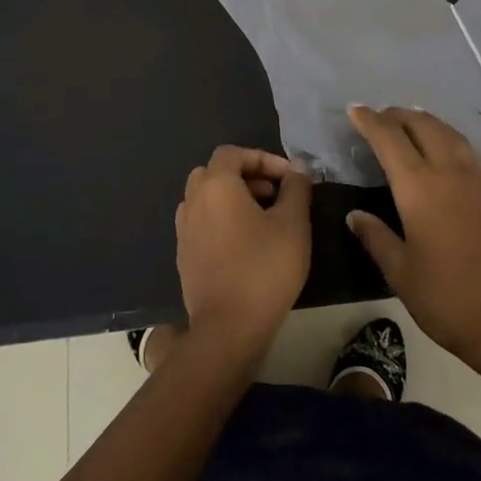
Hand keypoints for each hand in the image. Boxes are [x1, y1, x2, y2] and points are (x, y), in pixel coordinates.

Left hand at [176, 146, 311, 355]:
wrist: (228, 327)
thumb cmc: (265, 268)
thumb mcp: (293, 224)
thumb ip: (296, 188)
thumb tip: (298, 167)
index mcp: (216, 186)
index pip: (232, 153)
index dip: (262, 158)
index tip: (288, 178)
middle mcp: (193, 200)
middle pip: (215, 172)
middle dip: (246, 176)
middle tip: (275, 195)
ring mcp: (183, 229)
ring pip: (206, 198)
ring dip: (232, 198)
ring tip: (262, 219)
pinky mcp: (183, 255)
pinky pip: (201, 222)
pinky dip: (220, 220)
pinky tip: (244, 243)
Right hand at [346, 106, 480, 371]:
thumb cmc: (450, 300)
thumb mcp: (401, 274)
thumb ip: (377, 238)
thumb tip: (355, 215)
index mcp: (419, 188)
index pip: (390, 140)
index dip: (370, 121)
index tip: (354, 109)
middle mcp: (449, 174)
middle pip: (423, 126)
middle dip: (398, 115)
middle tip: (378, 116)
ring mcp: (476, 183)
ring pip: (448, 134)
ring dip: (425, 121)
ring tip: (408, 123)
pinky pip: (464, 150)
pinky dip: (445, 138)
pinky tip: (440, 152)